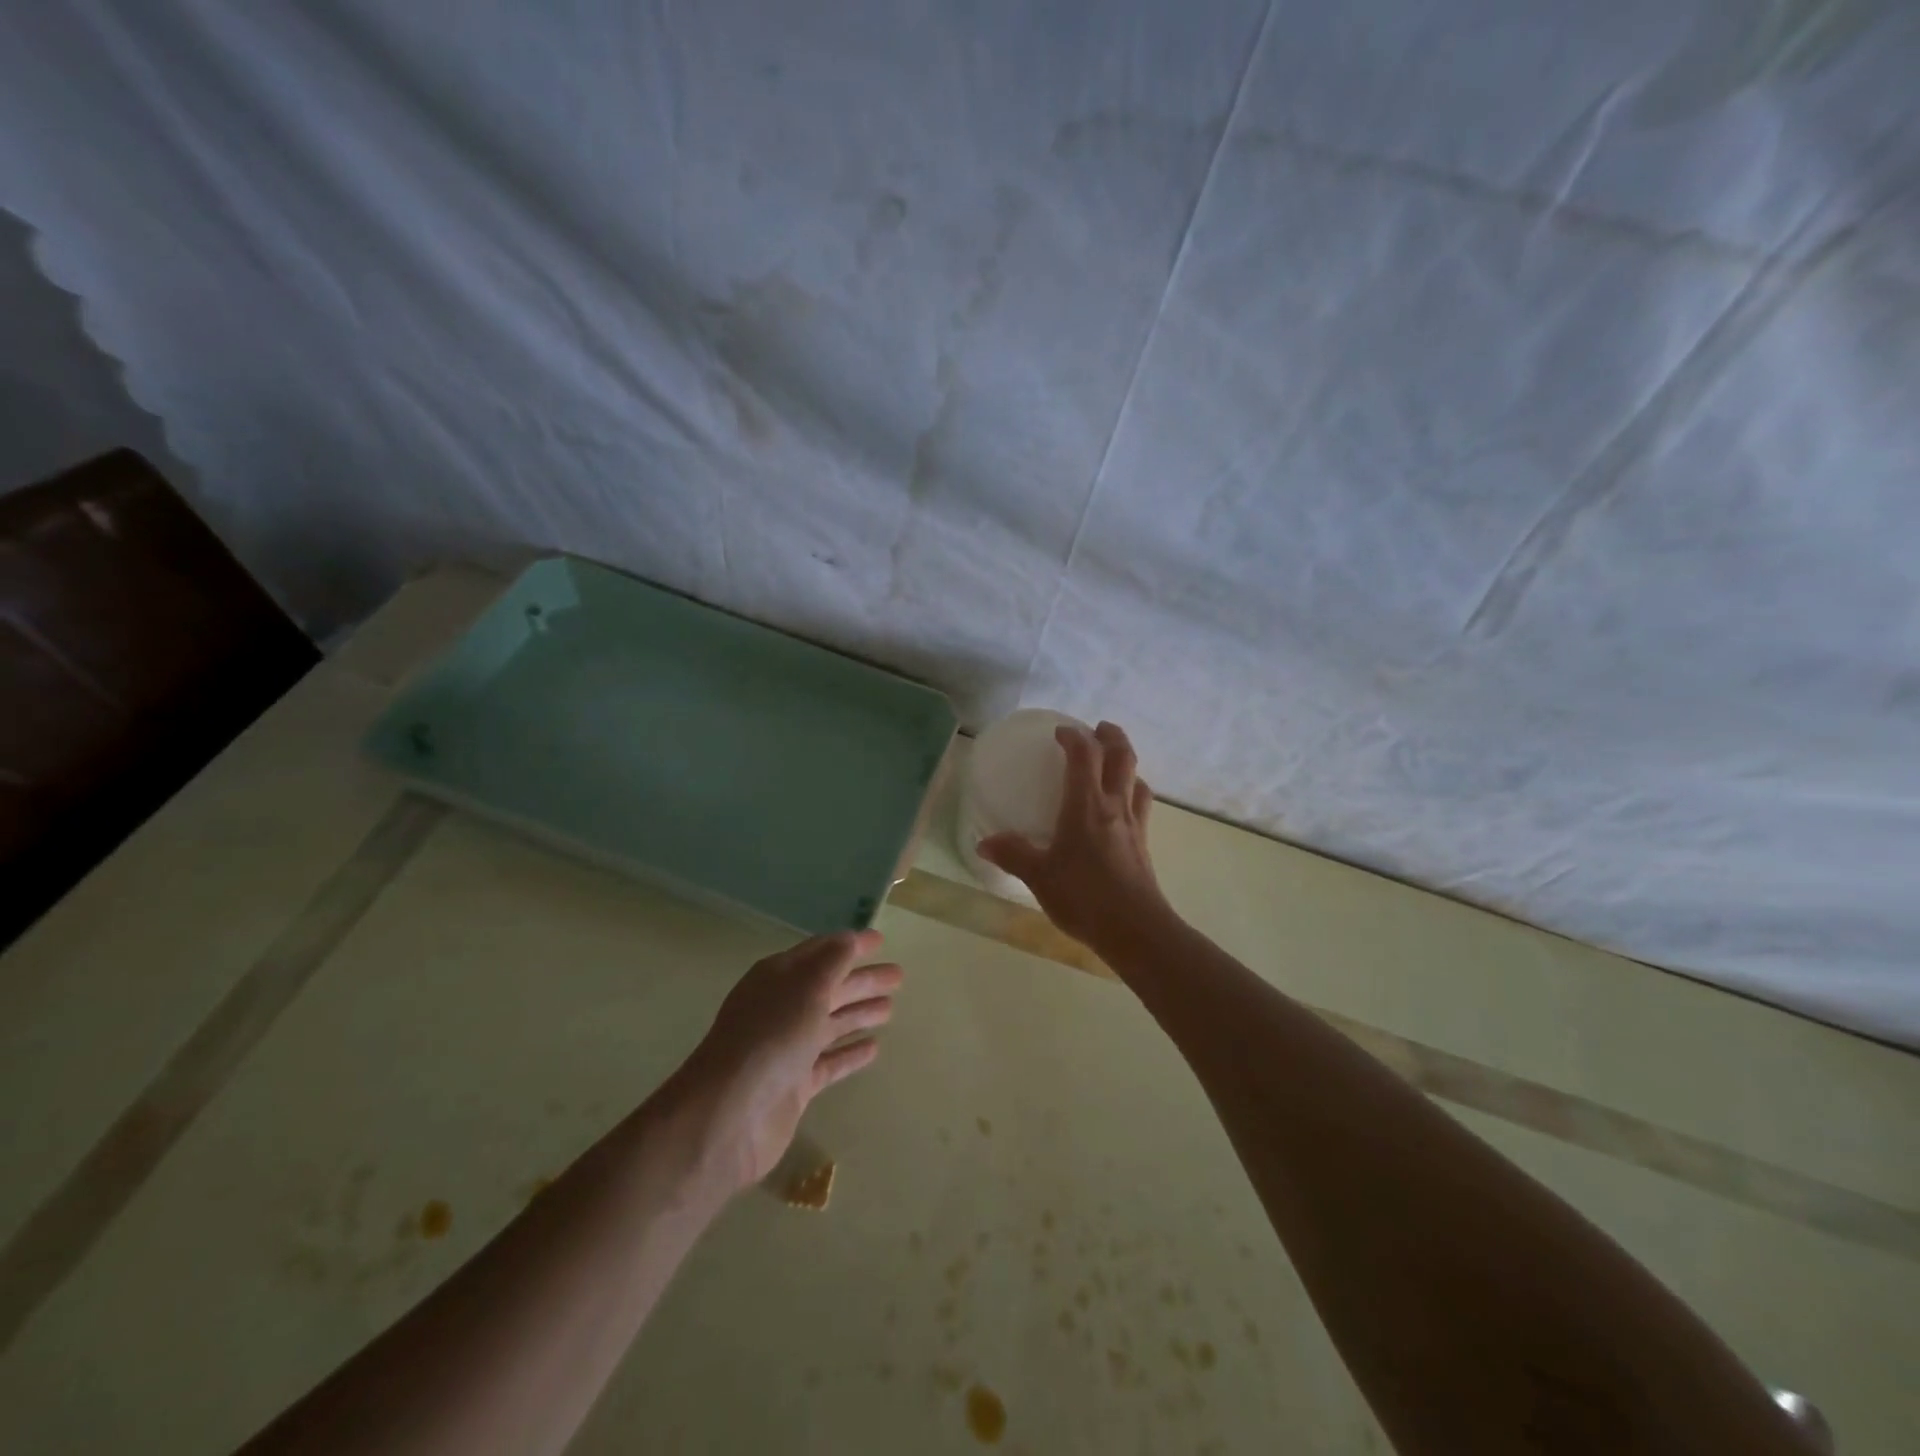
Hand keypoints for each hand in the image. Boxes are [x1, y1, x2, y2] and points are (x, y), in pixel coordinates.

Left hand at [668, 931, 900, 1192]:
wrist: (729, 1115)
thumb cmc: (771, 1038)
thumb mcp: (806, 988)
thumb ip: (833, 961)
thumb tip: (850, 938)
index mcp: (778, 978)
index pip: (820, 952)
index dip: (850, 945)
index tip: (881, 940)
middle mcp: (782, 1008)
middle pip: (829, 987)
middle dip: (862, 980)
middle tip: (899, 976)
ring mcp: (788, 1048)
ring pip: (830, 1023)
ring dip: (859, 1013)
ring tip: (891, 1009)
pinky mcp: (795, 1085)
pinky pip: (829, 1062)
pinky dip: (850, 1054)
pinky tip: (874, 1049)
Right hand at [976, 720, 1169, 951]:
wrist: (1135, 929)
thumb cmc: (1084, 897)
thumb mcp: (1039, 876)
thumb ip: (1013, 855)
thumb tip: (985, 843)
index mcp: (1087, 805)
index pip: (1085, 755)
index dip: (1074, 737)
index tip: (1060, 733)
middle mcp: (1115, 805)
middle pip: (1122, 756)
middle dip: (1111, 736)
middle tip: (1097, 729)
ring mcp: (1135, 824)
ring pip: (1137, 778)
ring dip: (1126, 762)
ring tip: (1112, 765)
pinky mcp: (1144, 843)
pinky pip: (1142, 804)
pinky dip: (1133, 791)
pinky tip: (1122, 808)